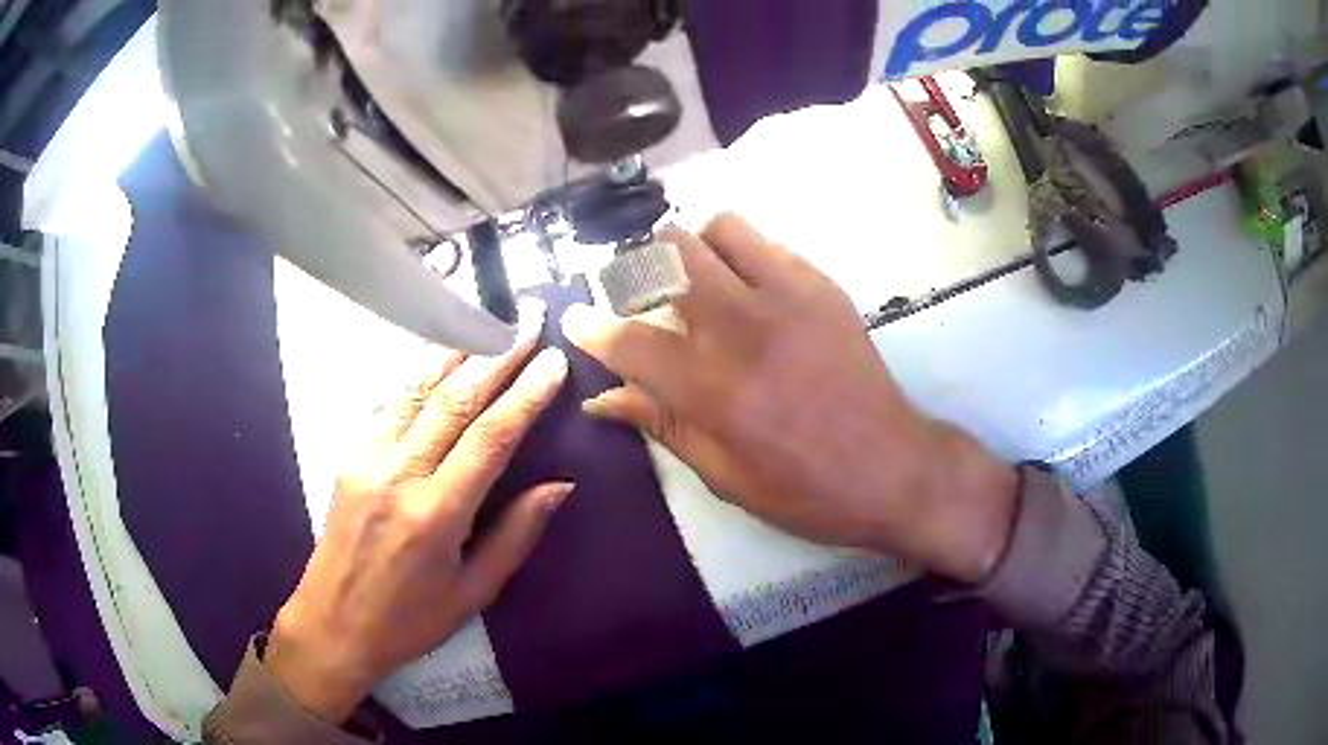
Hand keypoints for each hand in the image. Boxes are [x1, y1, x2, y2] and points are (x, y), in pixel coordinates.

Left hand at [266, 300, 571, 723]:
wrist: (333, 622)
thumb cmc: (409, 620)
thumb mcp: (473, 593)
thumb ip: (516, 535)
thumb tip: (560, 485)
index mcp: (435, 515)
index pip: (489, 438)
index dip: (525, 395)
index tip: (552, 361)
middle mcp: (398, 474)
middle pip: (454, 399)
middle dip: (496, 356)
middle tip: (528, 323)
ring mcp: (366, 458)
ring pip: (416, 388)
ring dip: (456, 350)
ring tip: (487, 320)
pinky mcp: (349, 454)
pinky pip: (390, 403)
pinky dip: (420, 375)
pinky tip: (441, 358)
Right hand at [563, 214, 1016, 583]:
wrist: (893, 468)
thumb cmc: (806, 490)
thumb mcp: (724, 476)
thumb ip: (661, 424)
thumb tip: (602, 398)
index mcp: (714, 390)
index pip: (630, 340)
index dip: (591, 328)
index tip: (575, 320)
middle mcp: (744, 329)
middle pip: (668, 259)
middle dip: (637, 271)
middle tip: (637, 295)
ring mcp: (788, 297)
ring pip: (717, 229)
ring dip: (692, 249)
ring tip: (693, 280)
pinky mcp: (822, 286)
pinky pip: (765, 242)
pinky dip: (739, 253)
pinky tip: (745, 286)